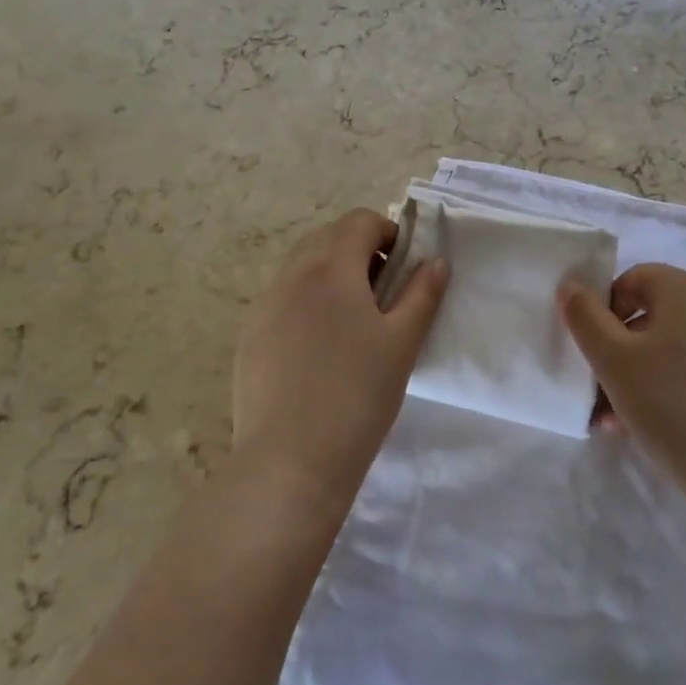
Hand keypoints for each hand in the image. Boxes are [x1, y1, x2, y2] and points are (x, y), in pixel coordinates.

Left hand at [234, 209, 448, 514]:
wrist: (289, 463)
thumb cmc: (357, 396)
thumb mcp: (402, 344)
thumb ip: (423, 294)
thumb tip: (435, 261)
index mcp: (331, 268)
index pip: (359, 221)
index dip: (388, 232)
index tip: (404, 266)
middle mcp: (292, 275)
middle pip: (327, 237)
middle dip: (359, 249)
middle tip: (383, 291)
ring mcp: (264, 306)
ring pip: (301, 266)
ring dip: (331, 272)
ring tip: (354, 320)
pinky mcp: (250, 336)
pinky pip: (282, 297)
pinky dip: (306, 300)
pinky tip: (320, 348)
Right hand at [561, 264, 685, 509]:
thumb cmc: (675, 406)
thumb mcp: (613, 361)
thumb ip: (585, 317)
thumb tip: (572, 285)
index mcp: (685, 288)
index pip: (632, 280)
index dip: (605, 312)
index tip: (595, 355)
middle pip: (657, 317)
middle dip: (624, 353)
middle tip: (604, 397)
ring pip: (682, 350)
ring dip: (650, 377)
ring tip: (629, 425)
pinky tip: (676, 433)